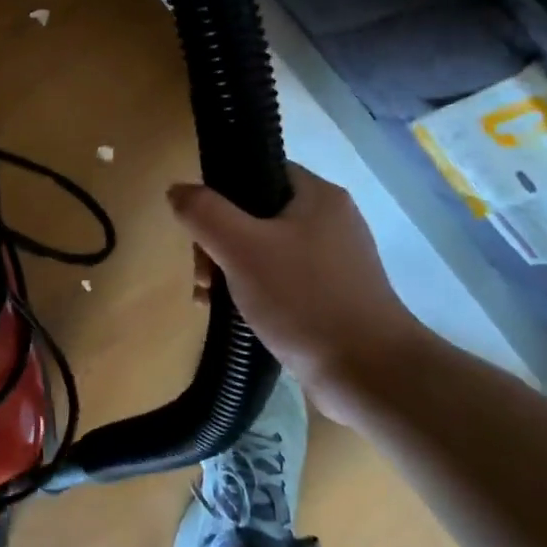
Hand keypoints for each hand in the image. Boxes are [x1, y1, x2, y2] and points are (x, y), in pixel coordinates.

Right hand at [169, 162, 428, 423]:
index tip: (200, 228)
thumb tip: (177, 190)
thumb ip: (204, 212)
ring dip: (228, 271)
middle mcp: (330, 221)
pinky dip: (252, 293)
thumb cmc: (304, 300)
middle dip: (217, 243)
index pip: (257, 171)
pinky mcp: (331, 297)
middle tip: (204, 275)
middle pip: (253, 214)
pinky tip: (235, 318)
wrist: (370, 374)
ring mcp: (333, 262)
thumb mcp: (241, 248)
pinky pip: (279, 281)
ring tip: (210, 301)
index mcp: (318, 196)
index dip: (220, 193)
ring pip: (262, 250)